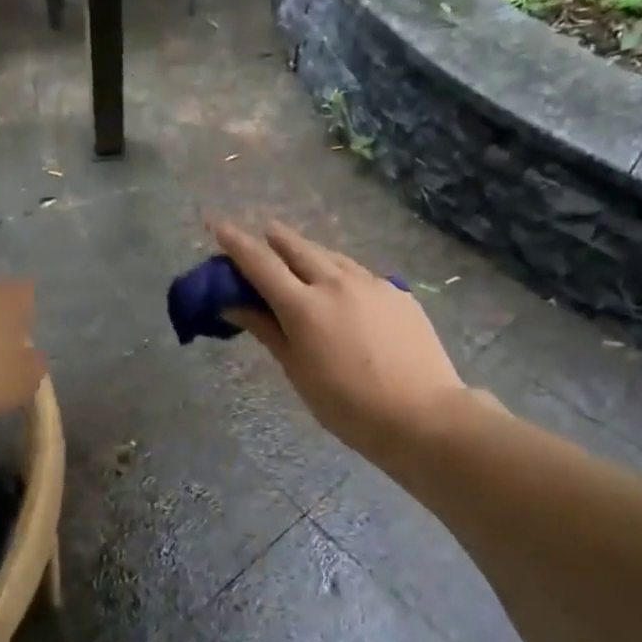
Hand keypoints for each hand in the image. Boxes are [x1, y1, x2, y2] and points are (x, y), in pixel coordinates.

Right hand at [213, 220, 475, 460]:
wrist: (423, 415)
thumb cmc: (348, 405)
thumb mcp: (297, 370)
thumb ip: (266, 330)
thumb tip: (232, 304)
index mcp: (304, 306)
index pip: (261, 264)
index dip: (236, 243)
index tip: (219, 225)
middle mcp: (335, 283)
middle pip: (297, 247)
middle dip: (275, 238)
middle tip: (263, 235)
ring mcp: (371, 284)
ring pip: (331, 256)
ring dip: (309, 252)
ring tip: (301, 258)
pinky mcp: (398, 292)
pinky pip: (360, 273)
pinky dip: (340, 273)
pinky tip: (344, 290)